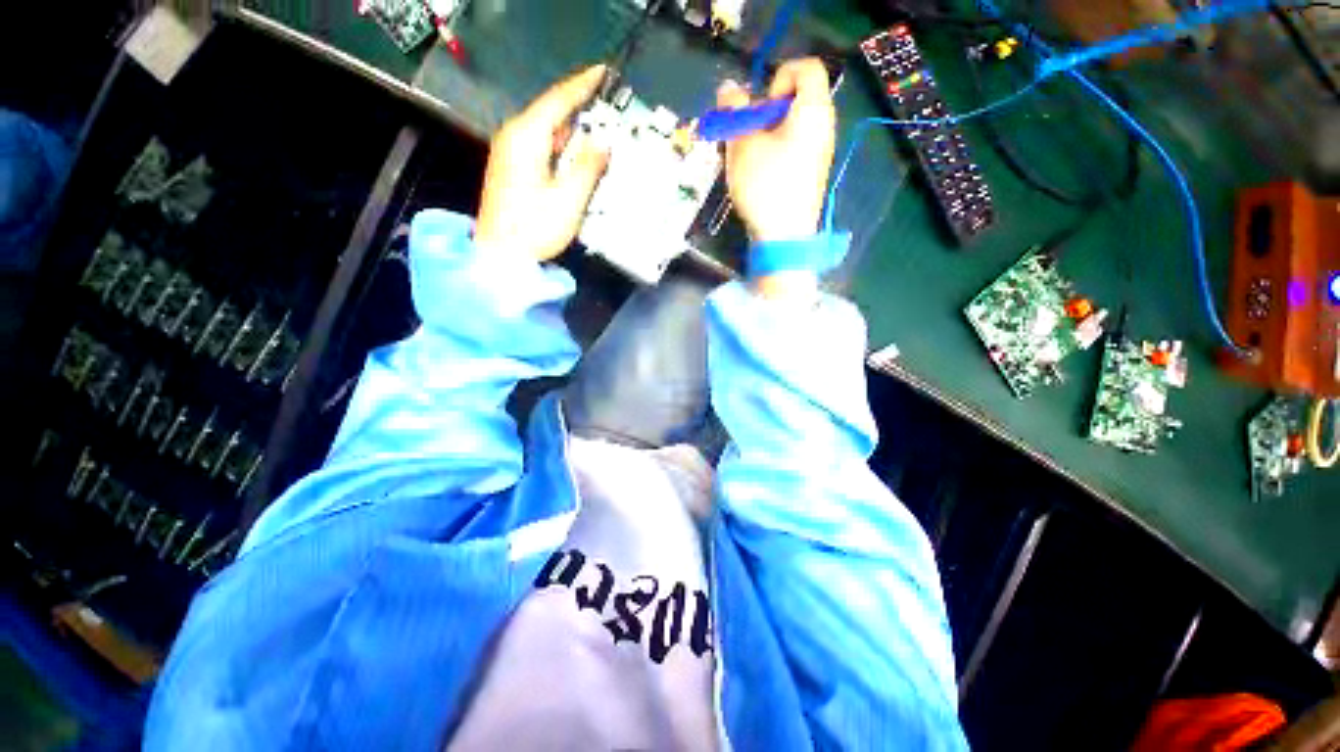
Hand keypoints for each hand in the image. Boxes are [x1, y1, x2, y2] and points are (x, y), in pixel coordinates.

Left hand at [474, 65, 610, 260]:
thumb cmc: (535, 227)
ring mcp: (510, 153)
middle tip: (605, 103)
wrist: (501, 255)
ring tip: (596, 127)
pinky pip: (540, 146)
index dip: (582, 85)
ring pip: (545, 130)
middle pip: (550, 112)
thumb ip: (588, 167)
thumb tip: (603, 143)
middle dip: (578, 107)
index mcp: (527, 137)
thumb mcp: (569, 199)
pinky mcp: (511, 170)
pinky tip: (575, 154)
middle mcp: (514, 137)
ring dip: (571, 128)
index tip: (602, 71)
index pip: (558, 100)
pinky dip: (560, 145)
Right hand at [717, 58, 835, 243]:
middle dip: (767, 109)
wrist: (784, 236)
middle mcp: (824, 126)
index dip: (780, 76)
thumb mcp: (742, 144)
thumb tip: (729, 88)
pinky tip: (761, 174)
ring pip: (794, 125)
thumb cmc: (764, 185)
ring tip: (749, 157)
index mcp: (813, 110)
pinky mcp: (813, 174)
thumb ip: (734, 110)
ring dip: (768, 132)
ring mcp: (821, 152)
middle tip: (748, 134)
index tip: (762, 106)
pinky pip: (796, 147)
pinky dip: (777, 149)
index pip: (807, 68)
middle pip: (798, 98)